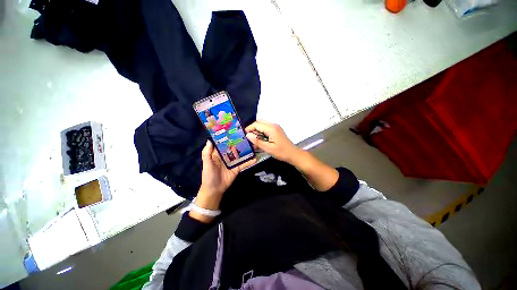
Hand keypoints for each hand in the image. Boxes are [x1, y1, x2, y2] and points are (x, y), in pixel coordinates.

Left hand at [196, 140, 255, 210]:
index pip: (224, 143)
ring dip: (247, 150)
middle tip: (248, 136)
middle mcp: (226, 156)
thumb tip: (209, 140)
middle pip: (234, 147)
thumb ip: (207, 152)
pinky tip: (255, 158)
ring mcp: (233, 162)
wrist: (214, 190)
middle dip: (240, 142)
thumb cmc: (209, 175)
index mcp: (218, 153)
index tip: (235, 130)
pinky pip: (244, 164)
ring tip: (254, 145)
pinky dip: (249, 162)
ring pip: (240, 154)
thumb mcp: (206, 163)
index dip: (228, 137)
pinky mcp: (237, 168)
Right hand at [245, 120, 300, 163]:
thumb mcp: (268, 149)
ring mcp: (275, 127)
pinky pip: (266, 128)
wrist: (293, 154)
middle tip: (249, 138)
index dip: (249, 129)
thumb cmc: (281, 152)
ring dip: (257, 131)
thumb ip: (257, 141)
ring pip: (262, 125)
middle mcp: (273, 125)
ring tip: (254, 140)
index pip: (256, 124)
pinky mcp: (276, 130)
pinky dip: (261, 132)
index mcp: (271, 128)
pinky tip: (260, 140)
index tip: (245, 136)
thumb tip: (248, 135)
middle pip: (259, 122)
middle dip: (252, 129)